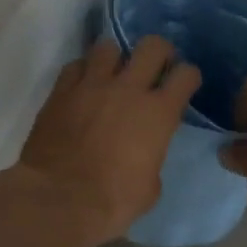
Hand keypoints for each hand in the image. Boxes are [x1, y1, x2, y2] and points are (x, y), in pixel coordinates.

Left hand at [10, 35, 200, 246]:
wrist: (59, 199)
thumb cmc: (112, 200)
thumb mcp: (150, 187)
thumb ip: (152, 158)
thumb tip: (144, 154)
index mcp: (158, 113)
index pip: (186, 75)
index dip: (188, 77)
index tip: (183, 85)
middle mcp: (128, 89)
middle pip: (152, 46)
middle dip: (158, 52)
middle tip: (154, 67)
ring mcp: (91, 85)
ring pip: (108, 47)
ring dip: (115, 59)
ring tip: (112, 75)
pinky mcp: (61, 91)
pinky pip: (76, 66)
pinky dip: (83, 72)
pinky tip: (83, 87)